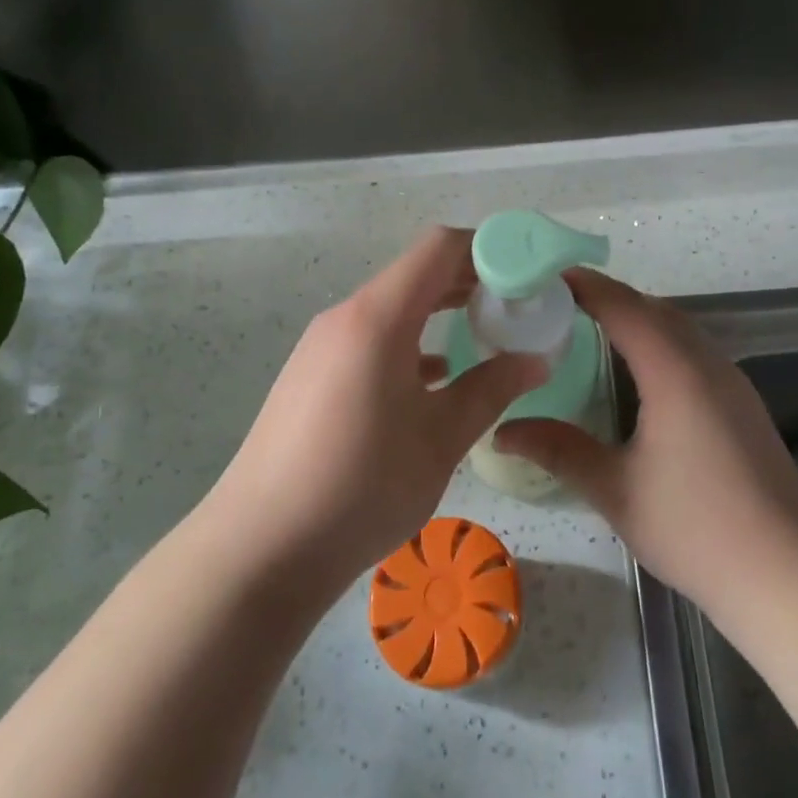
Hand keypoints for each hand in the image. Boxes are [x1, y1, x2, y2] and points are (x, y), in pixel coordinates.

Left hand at [205, 227, 544, 590]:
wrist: (260, 549)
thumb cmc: (361, 485)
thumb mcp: (441, 438)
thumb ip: (493, 389)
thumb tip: (537, 360)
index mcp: (378, 317)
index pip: (439, 248)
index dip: (487, 248)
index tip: (526, 272)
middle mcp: (345, 317)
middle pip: (415, 274)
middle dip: (469, 281)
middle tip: (517, 305)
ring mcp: (322, 346)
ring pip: (392, 307)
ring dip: (438, 312)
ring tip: (484, 334)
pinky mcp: (311, 375)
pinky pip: (369, 338)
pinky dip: (408, 342)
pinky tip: (434, 379)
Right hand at [495, 269, 797, 612]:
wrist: (788, 575)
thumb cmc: (695, 528)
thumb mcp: (616, 490)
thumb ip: (559, 450)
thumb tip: (503, 430)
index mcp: (674, 371)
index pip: (623, 307)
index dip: (585, 286)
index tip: (545, 276)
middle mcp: (707, 363)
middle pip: (654, 309)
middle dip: (609, 297)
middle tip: (560, 304)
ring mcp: (732, 382)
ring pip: (680, 328)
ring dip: (639, 318)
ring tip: (593, 330)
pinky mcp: (744, 404)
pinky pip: (695, 350)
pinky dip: (661, 341)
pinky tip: (642, 373)